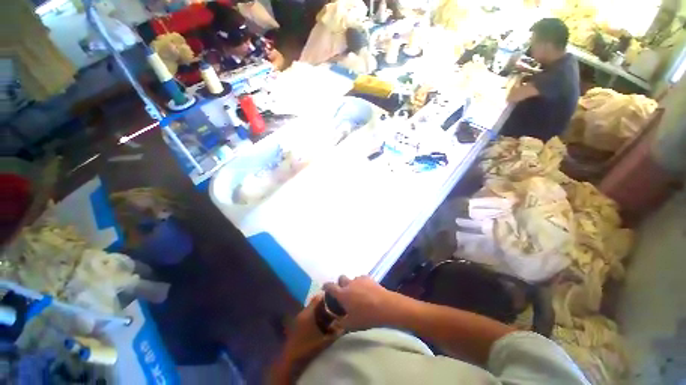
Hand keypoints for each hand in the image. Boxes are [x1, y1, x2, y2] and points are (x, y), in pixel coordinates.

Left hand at [270, 294, 340, 383]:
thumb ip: (336, 332)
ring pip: (311, 309)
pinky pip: (307, 315)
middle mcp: (302, 312)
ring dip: (319, 310)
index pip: (317, 298)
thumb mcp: (325, 341)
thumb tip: (345, 326)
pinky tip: (320, 322)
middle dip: (324, 304)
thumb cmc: (308, 348)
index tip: (335, 297)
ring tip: (329, 314)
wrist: (291, 360)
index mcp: (308, 313)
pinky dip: (314, 316)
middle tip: (334, 306)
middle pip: (314, 303)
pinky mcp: (296, 324)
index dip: (326, 296)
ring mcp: (298, 318)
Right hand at [323, 275, 399, 329]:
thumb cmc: (366, 316)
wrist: (385, 306)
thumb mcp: (351, 324)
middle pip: (341, 278)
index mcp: (342, 294)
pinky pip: (362, 279)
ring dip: (352, 284)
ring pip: (352, 279)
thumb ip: (341, 323)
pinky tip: (366, 290)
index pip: (330, 287)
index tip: (324, 288)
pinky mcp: (369, 278)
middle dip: (340, 283)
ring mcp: (359, 279)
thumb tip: (335, 323)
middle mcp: (349, 284)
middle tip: (343, 292)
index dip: (326, 286)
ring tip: (357, 293)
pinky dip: (361, 283)